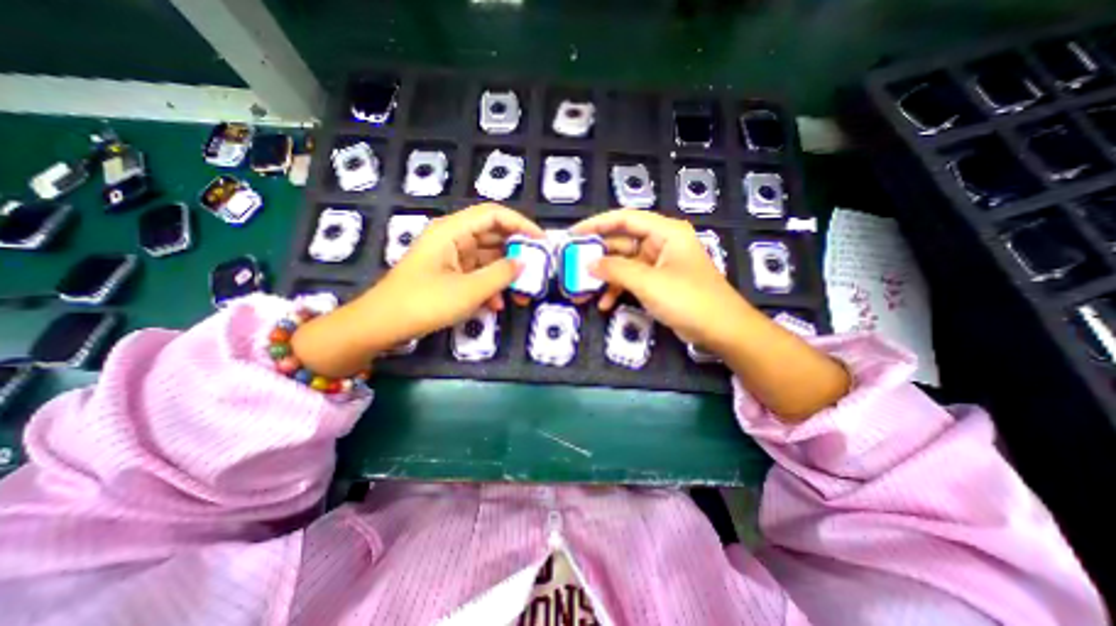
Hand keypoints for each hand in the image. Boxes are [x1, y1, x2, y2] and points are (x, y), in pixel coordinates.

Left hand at [293, 202, 542, 376]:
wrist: (381, 327)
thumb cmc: (424, 303)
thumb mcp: (469, 290)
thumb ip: (500, 274)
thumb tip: (523, 262)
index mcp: (452, 231)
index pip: (494, 215)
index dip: (521, 224)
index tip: (542, 242)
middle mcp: (452, 238)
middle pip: (492, 236)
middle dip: (516, 253)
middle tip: (537, 270)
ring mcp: (450, 258)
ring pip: (487, 258)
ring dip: (504, 275)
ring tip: (522, 295)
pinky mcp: (448, 275)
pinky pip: (476, 274)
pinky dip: (489, 287)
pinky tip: (496, 306)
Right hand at [570, 208, 754, 345]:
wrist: (722, 330)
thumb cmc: (688, 299)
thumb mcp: (648, 282)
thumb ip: (616, 270)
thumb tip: (588, 264)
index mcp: (665, 232)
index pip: (625, 219)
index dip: (597, 224)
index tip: (573, 234)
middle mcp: (662, 243)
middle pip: (622, 242)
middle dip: (598, 256)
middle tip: (573, 266)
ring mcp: (660, 264)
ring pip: (625, 264)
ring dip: (605, 278)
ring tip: (583, 290)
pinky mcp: (659, 283)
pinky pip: (632, 280)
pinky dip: (618, 290)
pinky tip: (604, 305)